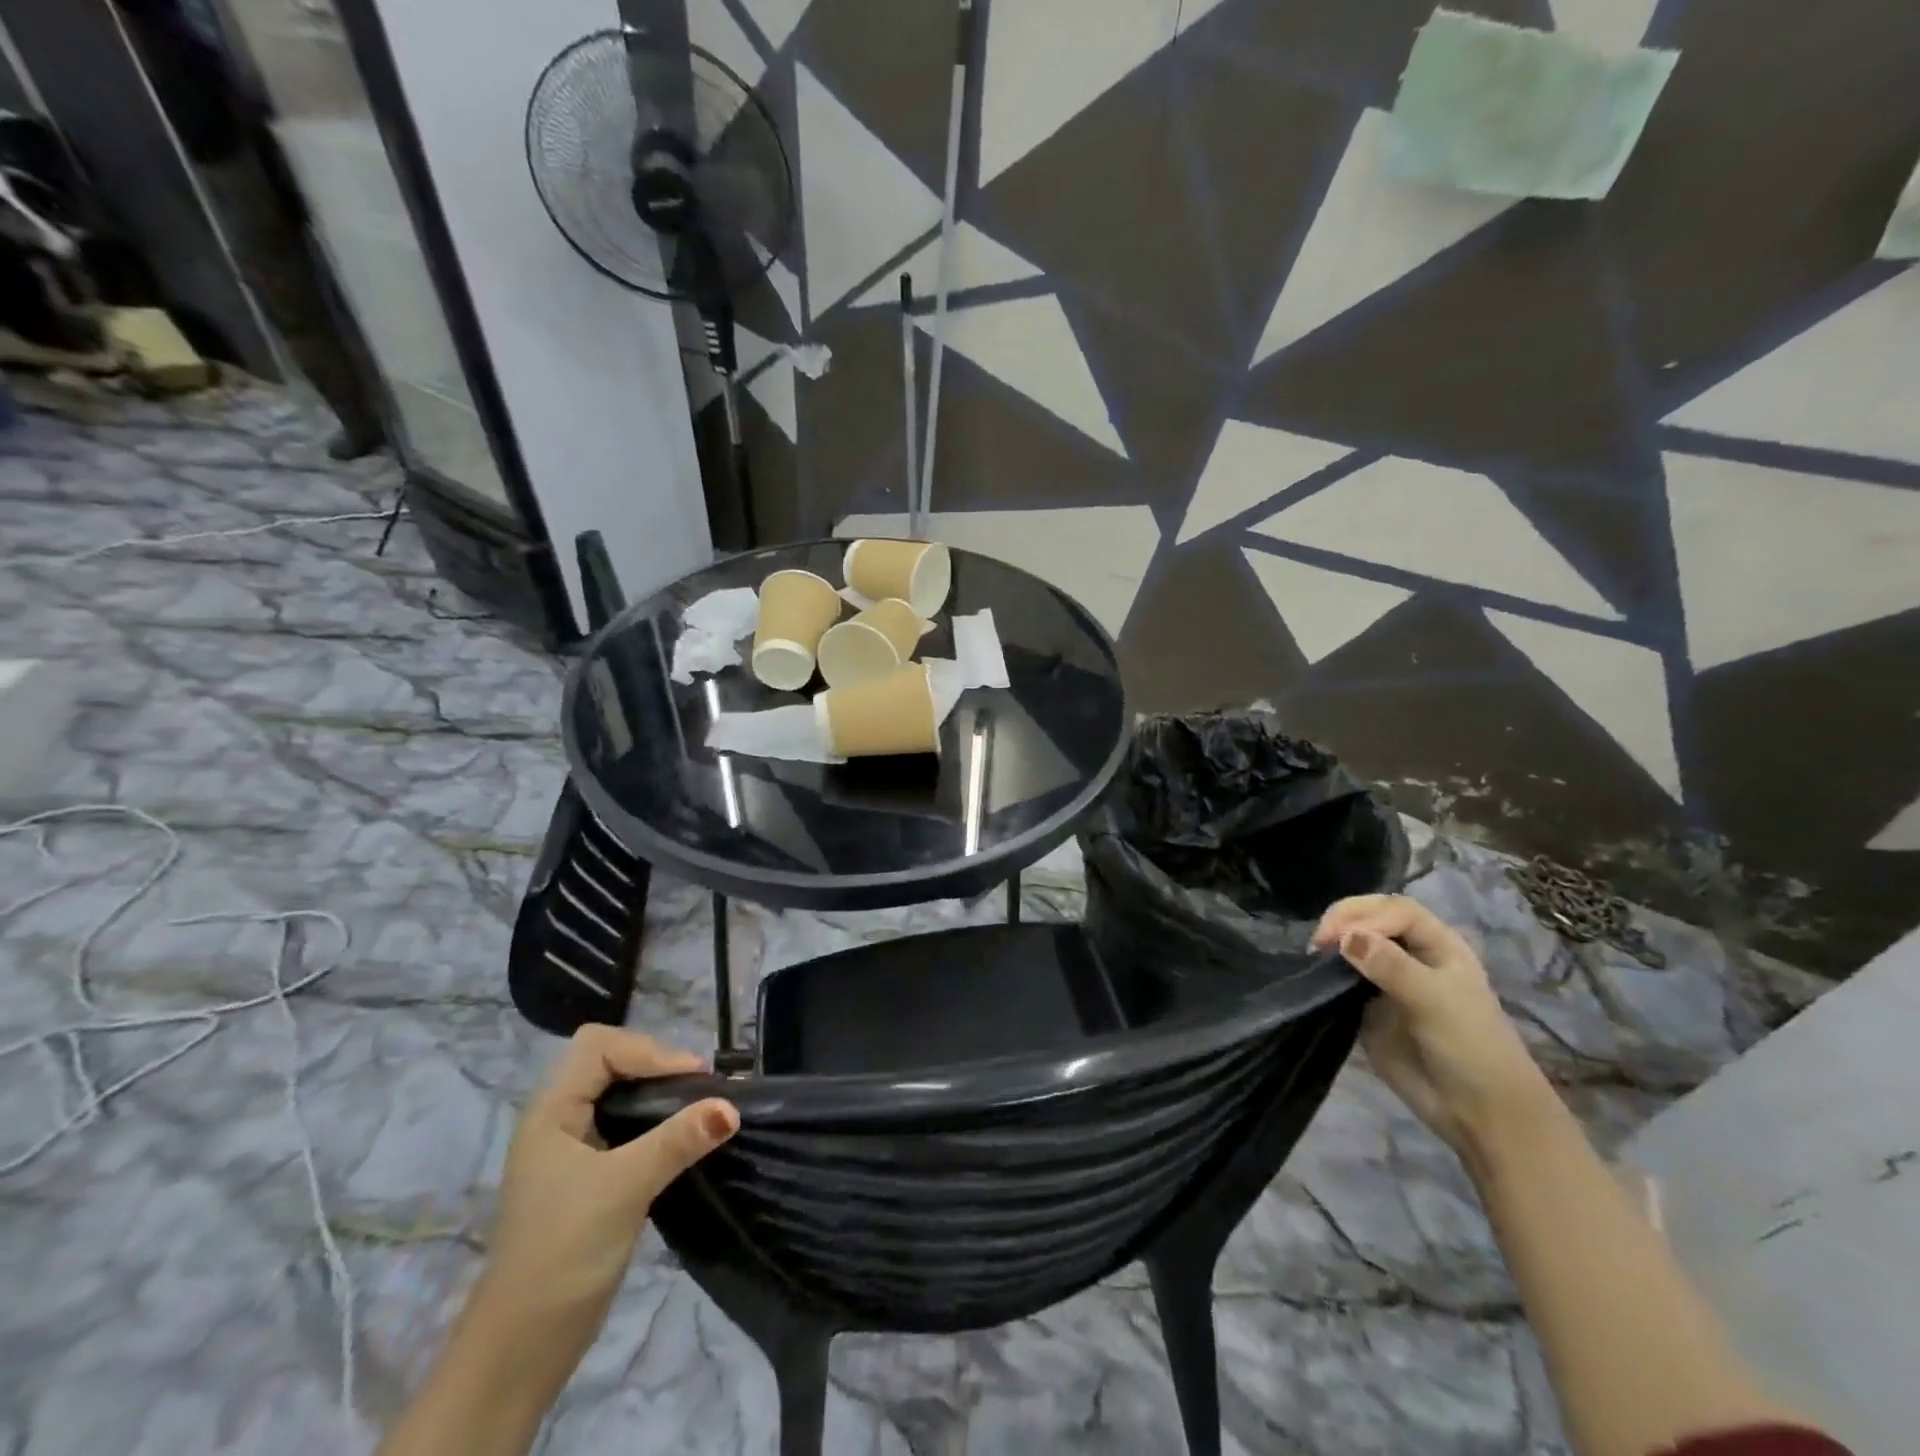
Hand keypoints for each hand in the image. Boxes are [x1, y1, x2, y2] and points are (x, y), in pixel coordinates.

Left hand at [379, 1029, 736, 1455]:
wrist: (522, 1348)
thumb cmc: (564, 1252)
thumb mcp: (625, 1188)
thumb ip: (678, 1141)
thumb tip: (733, 1107)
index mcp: (551, 1110)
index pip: (599, 1045)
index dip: (647, 1051)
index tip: (690, 1079)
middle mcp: (558, 1119)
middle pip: (612, 1061)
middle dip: (658, 1065)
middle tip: (700, 1090)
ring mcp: (572, 1148)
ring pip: (621, 1093)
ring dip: (660, 1094)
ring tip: (698, 1108)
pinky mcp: (589, 1174)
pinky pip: (627, 1124)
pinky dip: (656, 1121)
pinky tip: (681, 1137)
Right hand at [1312, 894, 1552, 1157]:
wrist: (1478, 1112)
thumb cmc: (1470, 1047)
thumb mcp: (1436, 1001)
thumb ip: (1391, 966)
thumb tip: (1344, 938)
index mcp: (1438, 944)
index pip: (1395, 910)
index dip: (1365, 915)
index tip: (1337, 937)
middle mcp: (1411, 955)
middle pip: (1370, 919)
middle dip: (1343, 921)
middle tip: (1318, 942)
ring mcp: (1387, 980)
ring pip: (1353, 946)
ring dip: (1332, 943)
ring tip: (1312, 956)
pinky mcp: (1367, 1007)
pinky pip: (1342, 979)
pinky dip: (1326, 972)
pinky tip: (1314, 974)